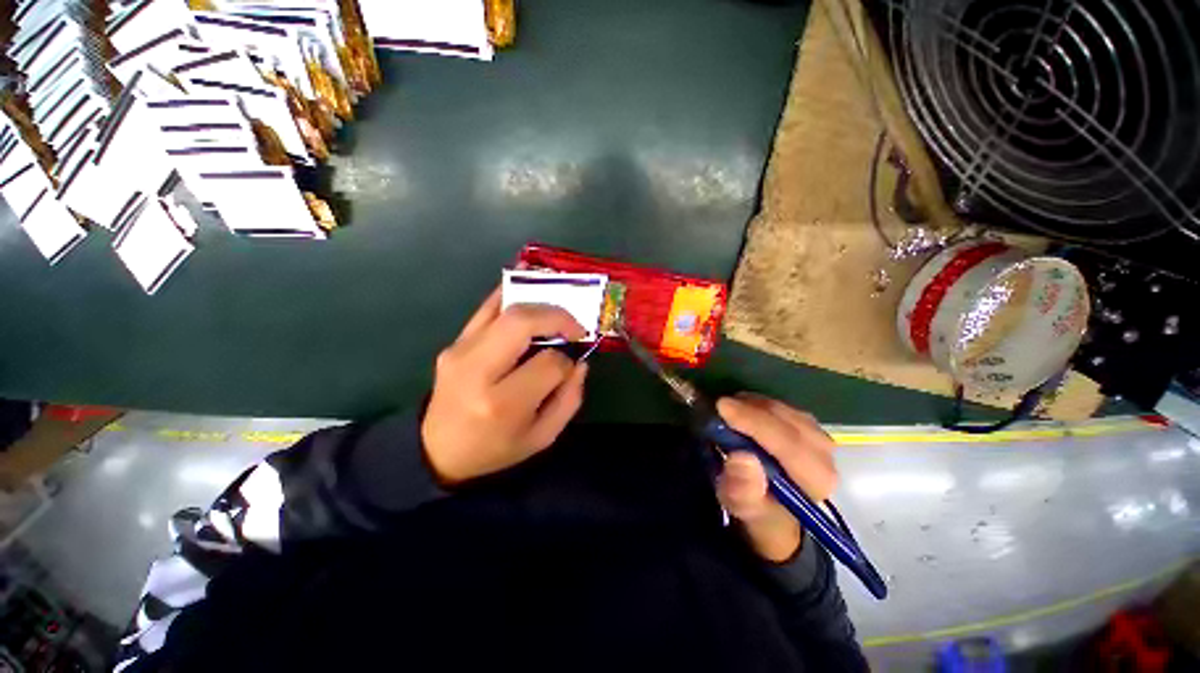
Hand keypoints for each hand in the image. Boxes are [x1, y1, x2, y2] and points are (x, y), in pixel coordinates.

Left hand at [422, 289, 589, 485]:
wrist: (439, 450)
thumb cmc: (496, 449)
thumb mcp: (542, 437)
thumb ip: (569, 399)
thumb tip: (580, 362)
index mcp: (503, 404)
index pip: (549, 363)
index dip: (567, 361)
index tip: (570, 366)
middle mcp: (477, 371)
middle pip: (522, 323)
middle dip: (557, 317)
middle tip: (575, 325)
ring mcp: (460, 352)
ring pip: (505, 310)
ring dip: (539, 303)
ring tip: (559, 312)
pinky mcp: (454, 343)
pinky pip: (485, 308)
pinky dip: (509, 291)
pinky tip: (527, 278)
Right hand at [715, 393, 837, 562]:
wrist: (775, 512)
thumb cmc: (758, 510)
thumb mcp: (742, 506)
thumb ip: (743, 488)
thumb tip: (741, 456)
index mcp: (815, 480)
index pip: (788, 443)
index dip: (754, 422)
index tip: (722, 407)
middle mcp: (825, 456)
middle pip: (788, 421)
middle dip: (751, 409)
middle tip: (719, 406)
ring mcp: (820, 438)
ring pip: (785, 410)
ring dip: (754, 405)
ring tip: (729, 410)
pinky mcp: (810, 427)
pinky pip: (783, 407)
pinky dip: (759, 404)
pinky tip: (743, 409)